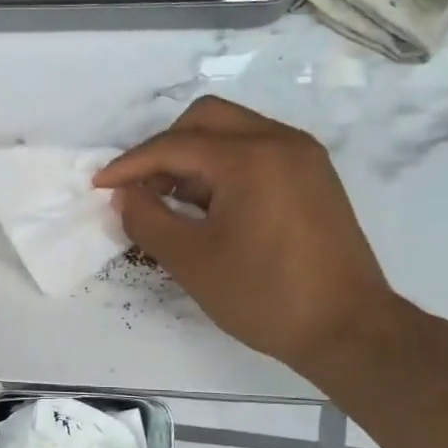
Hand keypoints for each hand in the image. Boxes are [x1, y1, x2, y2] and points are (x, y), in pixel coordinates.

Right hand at [95, 96, 397, 377]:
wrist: (347, 328)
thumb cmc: (264, 295)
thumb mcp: (190, 261)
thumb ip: (147, 219)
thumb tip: (124, 195)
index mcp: (250, 158)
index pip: (175, 145)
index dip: (131, 164)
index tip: (99, 185)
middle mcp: (280, 141)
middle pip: (205, 119)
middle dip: (164, 149)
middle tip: (142, 189)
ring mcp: (303, 156)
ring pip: (232, 131)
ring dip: (194, 156)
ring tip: (174, 202)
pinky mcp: (313, 176)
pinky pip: (256, 151)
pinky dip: (224, 167)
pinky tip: (211, 206)